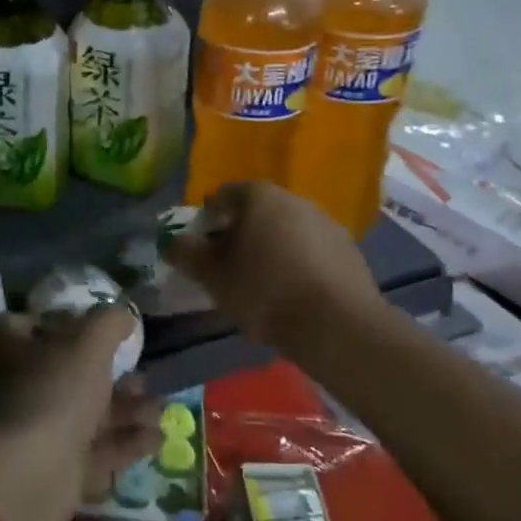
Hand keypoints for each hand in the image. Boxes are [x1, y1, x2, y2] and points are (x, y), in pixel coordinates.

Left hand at [0, 307, 158, 520]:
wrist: (33, 475)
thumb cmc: (56, 392)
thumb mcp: (88, 344)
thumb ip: (109, 323)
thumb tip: (123, 315)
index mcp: (11, 348)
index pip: (31, 323)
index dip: (64, 320)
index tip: (100, 324)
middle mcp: (19, 386)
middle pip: (68, 371)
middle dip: (112, 374)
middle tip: (144, 374)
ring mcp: (36, 429)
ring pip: (87, 413)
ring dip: (126, 409)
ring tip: (160, 408)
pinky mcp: (56, 467)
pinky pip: (95, 449)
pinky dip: (126, 442)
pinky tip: (158, 438)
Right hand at [164, 183, 383, 351]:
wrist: (337, 324)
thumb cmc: (264, 291)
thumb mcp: (212, 276)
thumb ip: (187, 254)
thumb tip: (171, 242)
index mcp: (259, 196)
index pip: (223, 196)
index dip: (206, 220)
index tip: (201, 249)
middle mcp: (295, 199)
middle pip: (256, 212)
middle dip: (239, 235)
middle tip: (226, 268)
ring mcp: (326, 223)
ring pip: (285, 231)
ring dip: (270, 249)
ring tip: (259, 285)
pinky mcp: (348, 251)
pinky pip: (310, 250)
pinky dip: (296, 264)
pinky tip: (291, 294)